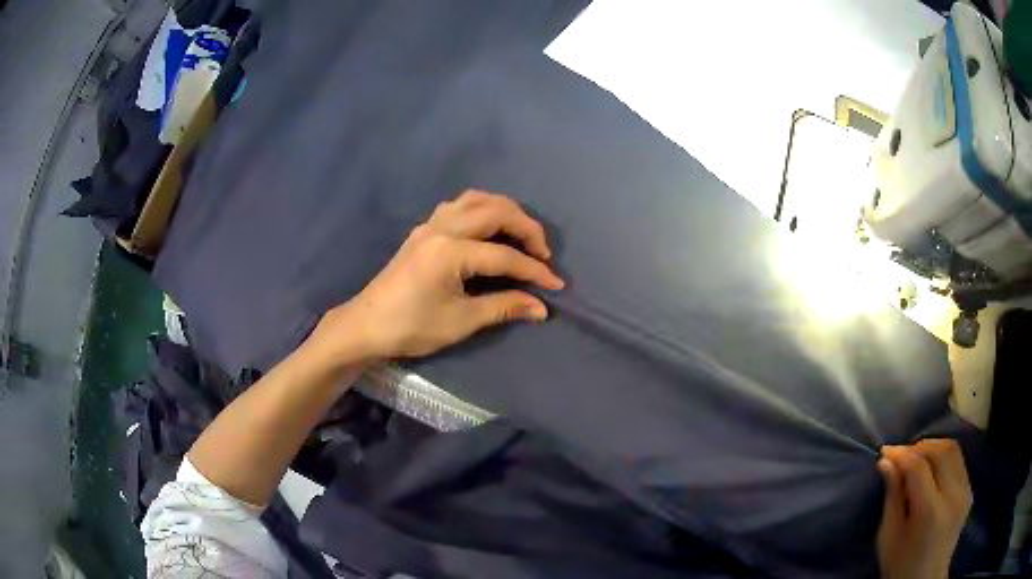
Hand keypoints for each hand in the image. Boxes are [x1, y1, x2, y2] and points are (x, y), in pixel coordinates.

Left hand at [317, 190, 564, 360]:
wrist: (365, 325)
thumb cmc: (411, 327)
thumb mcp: (461, 321)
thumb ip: (504, 307)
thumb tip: (541, 307)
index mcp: (450, 252)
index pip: (504, 256)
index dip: (534, 271)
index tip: (556, 285)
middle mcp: (442, 228)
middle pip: (496, 212)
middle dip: (527, 228)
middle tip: (543, 253)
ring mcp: (430, 225)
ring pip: (476, 200)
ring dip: (505, 211)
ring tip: (521, 234)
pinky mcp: (423, 230)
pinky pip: (458, 206)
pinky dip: (482, 209)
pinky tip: (488, 228)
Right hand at [876, 440, 971, 578]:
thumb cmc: (900, 566)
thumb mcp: (889, 537)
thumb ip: (892, 497)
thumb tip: (886, 463)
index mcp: (930, 512)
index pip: (919, 467)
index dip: (901, 454)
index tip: (885, 452)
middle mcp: (953, 496)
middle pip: (941, 451)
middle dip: (919, 446)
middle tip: (900, 454)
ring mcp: (965, 492)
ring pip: (953, 450)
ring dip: (933, 447)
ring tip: (916, 457)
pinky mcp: (969, 491)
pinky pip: (959, 462)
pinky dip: (944, 458)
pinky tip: (933, 469)